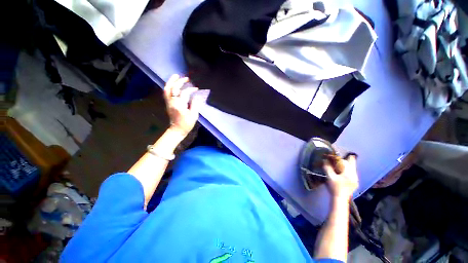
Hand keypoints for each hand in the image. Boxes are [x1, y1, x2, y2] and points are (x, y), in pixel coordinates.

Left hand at [163, 74, 202, 135]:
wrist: (177, 130)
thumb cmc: (186, 124)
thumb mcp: (194, 115)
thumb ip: (195, 104)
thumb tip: (196, 96)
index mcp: (180, 105)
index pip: (185, 93)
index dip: (191, 89)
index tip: (196, 89)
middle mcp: (172, 102)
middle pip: (173, 88)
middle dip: (179, 82)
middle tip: (186, 78)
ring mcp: (168, 102)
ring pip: (167, 89)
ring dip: (171, 81)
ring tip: (176, 76)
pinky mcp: (168, 104)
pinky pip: (166, 92)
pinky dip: (169, 86)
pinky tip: (173, 84)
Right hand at [323, 154, 358, 200]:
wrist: (340, 199)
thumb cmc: (334, 187)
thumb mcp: (329, 177)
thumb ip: (327, 168)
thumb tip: (325, 160)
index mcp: (349, 173)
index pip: (345, 162)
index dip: (338, 159)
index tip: (332, 158)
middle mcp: (354, 175)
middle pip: (351, 164)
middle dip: (345, 160)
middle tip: (337, 159)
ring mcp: (355, 180)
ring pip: (352, 169)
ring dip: (346, 166)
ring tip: (339, 165)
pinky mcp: (355, 183)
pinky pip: (352, 173)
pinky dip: (347, 170)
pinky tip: (342, 173)